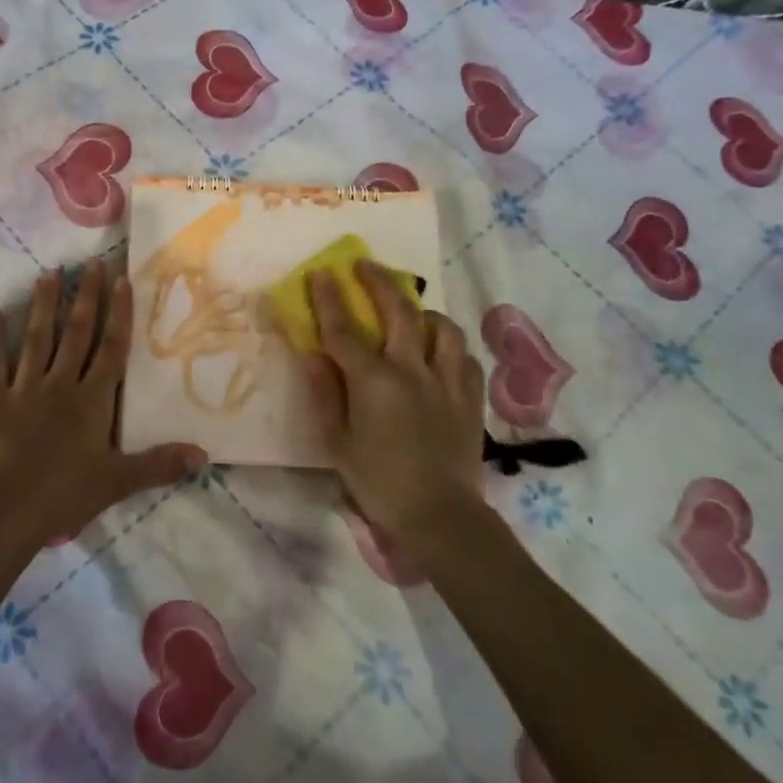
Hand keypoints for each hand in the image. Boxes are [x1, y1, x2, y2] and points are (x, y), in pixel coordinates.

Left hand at [0, 260, 205, 541]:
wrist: (10, 508)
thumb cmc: (67, 493)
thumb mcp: (119, 481)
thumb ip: (160, 465)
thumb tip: (204, 456)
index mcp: (93, 400)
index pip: (111, 349)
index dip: (118, 315)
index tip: (121, 281)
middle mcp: (61, 384)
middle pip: (76, 334)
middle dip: (85, 297)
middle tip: (90, 263)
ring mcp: (25, 388)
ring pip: (37, 338)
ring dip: (44, 304)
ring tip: (49, 273)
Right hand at [303, 261, 489, 540]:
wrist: (440, 516)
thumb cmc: (378, 482)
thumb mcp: (337, 442)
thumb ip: (325, 394)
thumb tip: (312, 354)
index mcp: (374, 381)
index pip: (344, 329)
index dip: (329, 298)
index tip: (321, 272)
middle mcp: (412, 370)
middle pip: (399, 311)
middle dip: (379, 281)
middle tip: (364, 266)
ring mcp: (447, 382)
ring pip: (441, 328)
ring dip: (422, 312)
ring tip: (410, 313)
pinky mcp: (471, 398)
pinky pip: (464, 358)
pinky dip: (449, 347)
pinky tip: (440, 353)